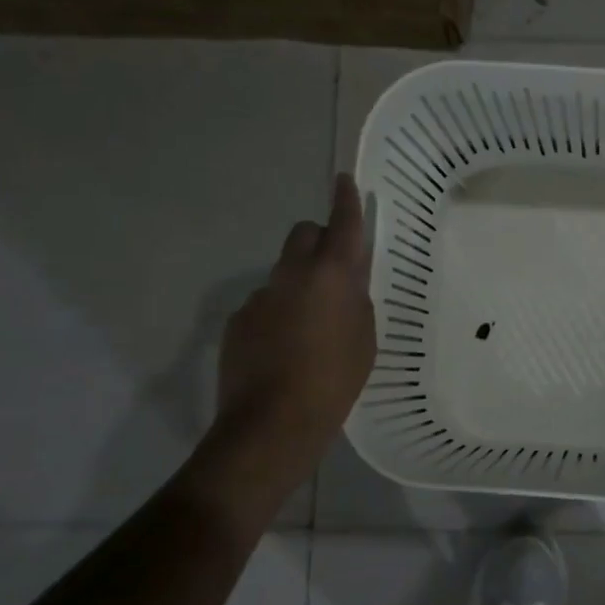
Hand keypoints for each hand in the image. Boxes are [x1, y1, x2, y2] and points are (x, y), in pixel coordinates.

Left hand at [201, 174, 377, 495]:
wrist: (272, 422)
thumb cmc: (335, 380)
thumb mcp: (365, 338)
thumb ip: (357, 300)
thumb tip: (348, 282)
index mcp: (332, 276)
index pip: (342, 224)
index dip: (345, 200)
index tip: (343, 181)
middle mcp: (292, 275)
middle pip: (304, 235)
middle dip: (320, 240)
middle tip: (335, 270)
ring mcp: (260, 296)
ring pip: (284, 272)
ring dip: (299, 283)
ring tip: (311, 325)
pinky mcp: (239, 321)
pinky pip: (265, 302)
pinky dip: (278, 312)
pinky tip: (285, 348)